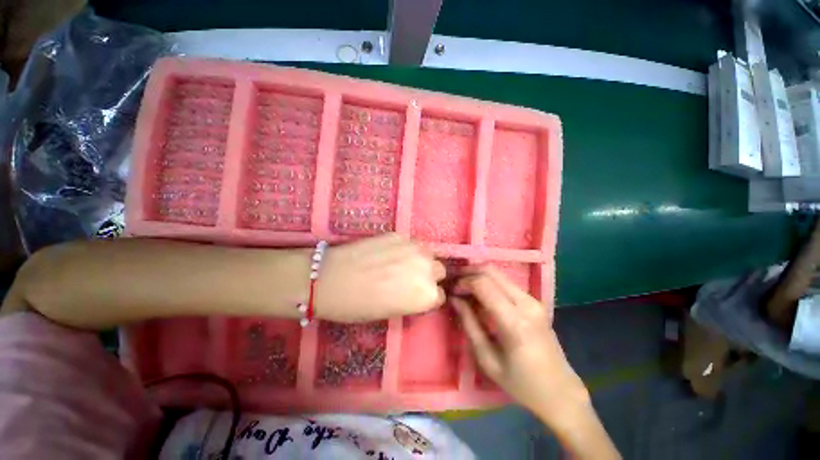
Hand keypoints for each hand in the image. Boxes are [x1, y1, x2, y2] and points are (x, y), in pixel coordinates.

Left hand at [316, 234, 445, 321]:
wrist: (331, 278)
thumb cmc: (359, 306)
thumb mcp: (392, 311)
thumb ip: (414, 299)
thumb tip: (418, 290)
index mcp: (427, 294)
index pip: (439, 295)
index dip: (428, 296)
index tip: (417, 296)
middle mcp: (428, 268)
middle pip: (439, 270)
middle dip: (429, 275)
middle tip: (410, 278)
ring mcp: (414, 247)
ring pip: (428, 253)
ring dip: (420, 259)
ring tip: (401, 263)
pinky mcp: (400, 234)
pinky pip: (411, 243)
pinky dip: (405, 249)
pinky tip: (388, 253)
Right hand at [451, 265, 588, 421]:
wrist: (560, 391)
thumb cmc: (521, 383)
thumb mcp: (487, 359)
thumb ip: (469, 324)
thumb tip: (454, 299)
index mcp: (514, 321)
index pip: (483, 284)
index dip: (463, 282)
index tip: (451, 291)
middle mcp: (526, 303)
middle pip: (491, 271)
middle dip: (469, 272)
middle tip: (454, 282)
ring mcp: (533, 299)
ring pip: (498, 273)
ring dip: (478, 275)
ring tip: (464, 287)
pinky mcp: (534, 301)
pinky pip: (505, 282)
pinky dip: (489, 282)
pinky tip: (479, 294)